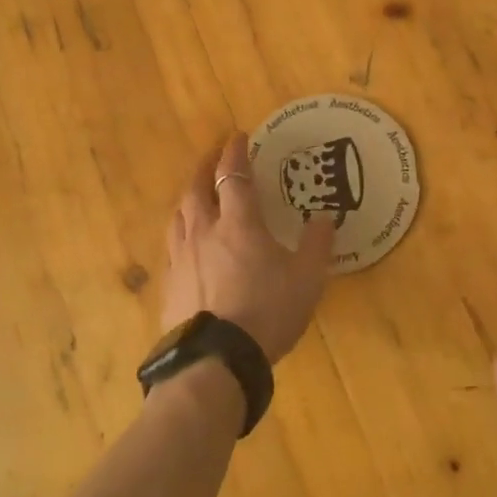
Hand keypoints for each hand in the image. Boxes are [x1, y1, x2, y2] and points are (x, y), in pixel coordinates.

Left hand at [160, 134, 334, 362]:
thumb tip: (326, 217)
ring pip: (179, 214)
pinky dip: (181, 230)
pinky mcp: (170, 283)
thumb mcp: (307, 279)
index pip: (234, 175)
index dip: (236, 152)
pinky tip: (185, 241)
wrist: (217, 359)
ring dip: (189, 195)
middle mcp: (204, 231)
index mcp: (239, 224)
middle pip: (198, 187)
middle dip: (205, 166)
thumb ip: (317, 245)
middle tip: (213, 156)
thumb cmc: (268, 313)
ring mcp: (182, 257)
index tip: (239, 136)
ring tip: (196, 192)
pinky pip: (172, 244)